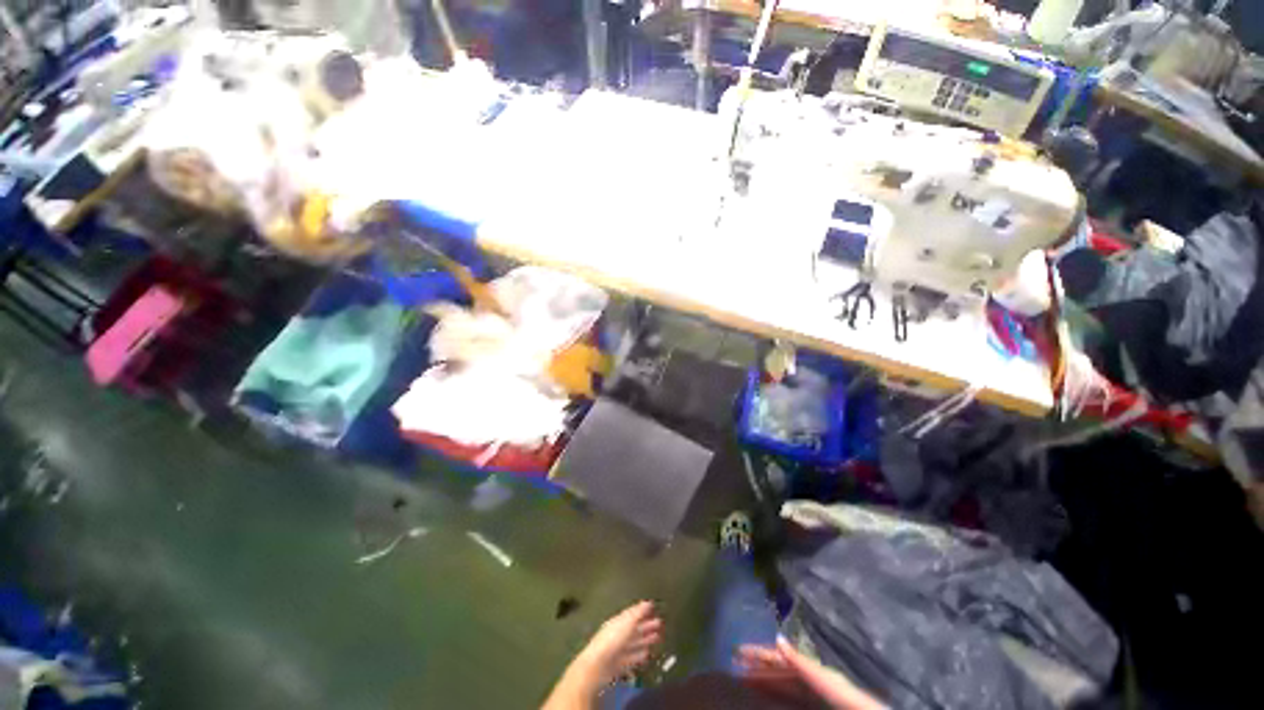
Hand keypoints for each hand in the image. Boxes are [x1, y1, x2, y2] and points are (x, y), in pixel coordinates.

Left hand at [544, 602, 662, 708]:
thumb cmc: (612, 640)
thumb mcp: (626, 622)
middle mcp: (617, 633)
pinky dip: (639, 655)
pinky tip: (647, 654)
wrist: (597, 666)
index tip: (653, 608)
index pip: (631, 614)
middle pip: (633, 628)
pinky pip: (631, 657)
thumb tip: (647, 602)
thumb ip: (637, 613)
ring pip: (633, 642)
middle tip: (660, 624)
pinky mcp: (618, 665)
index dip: (642, 611)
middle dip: (646, 626)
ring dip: (645, 640)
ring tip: (658, 638)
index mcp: (617, 621)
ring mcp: (617, 649)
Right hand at [737, 637, 885, 709]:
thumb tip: (777, 637)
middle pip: (779, 672)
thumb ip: (800, 662)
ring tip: (742, 681)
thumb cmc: (844, 698)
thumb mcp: (822, 679)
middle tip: (733, 665)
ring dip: (763, 683)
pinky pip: (789, 699)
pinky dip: (774, 696)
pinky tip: (764, 698)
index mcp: (811, 669)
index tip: (737, 650)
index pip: (779, 658)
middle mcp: (811, 680)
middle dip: (757, 668)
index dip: (759, 654)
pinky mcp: (813, 706)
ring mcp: (813, 695)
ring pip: (782, 687)